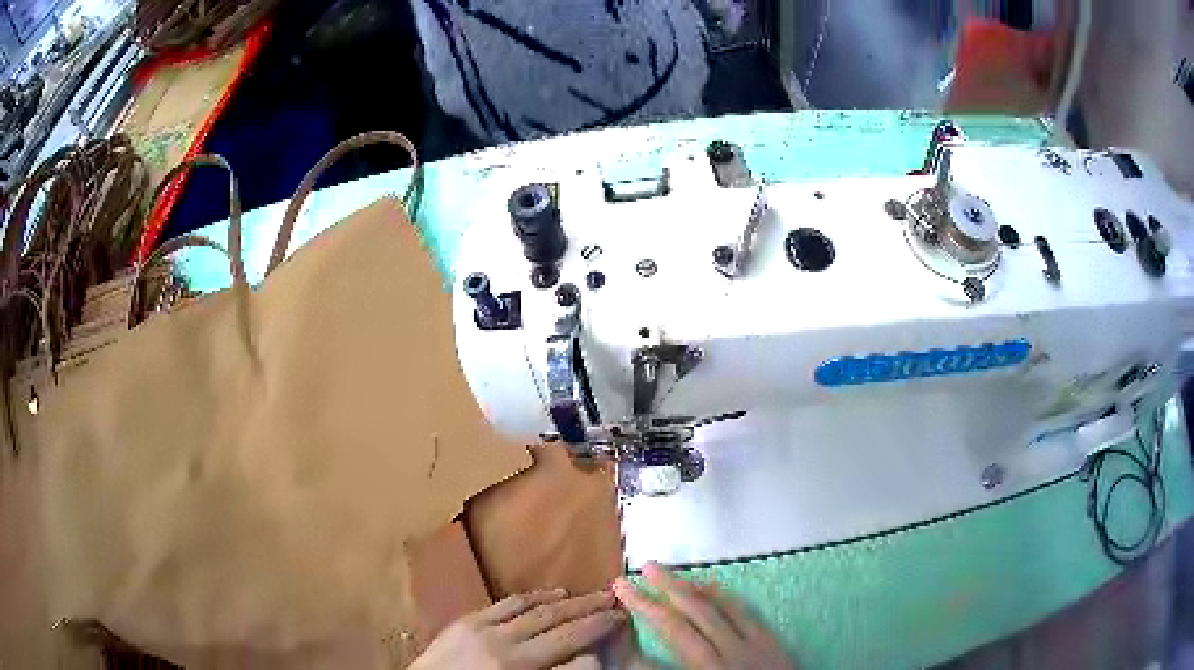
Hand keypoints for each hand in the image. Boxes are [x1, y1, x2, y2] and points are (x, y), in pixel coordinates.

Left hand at [410, 589, 625, 669]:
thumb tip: (587, 659)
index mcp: (516, 668)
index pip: (570, 643)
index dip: (599, 629)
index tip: (622, 618)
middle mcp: (502, 644)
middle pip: (556, 622)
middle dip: (589, 609)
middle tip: (615, 599)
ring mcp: (481, 629)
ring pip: (533, 608)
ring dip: (565, 600)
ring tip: (589, 594)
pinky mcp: (464, 621)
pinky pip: (504, 604)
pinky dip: (531, 597)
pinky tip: (548, 594)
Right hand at [613, 563, 794, 669]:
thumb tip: (638, 661)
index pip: (666, 641)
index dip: (641, 618)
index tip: (619, 597)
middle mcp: (727, 656)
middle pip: (686, 620)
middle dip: (655, 597)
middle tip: (630, 576)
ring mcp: (751, 645)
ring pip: (715, 609)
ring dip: (686, 588)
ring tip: (661, 571)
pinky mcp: (770, 640)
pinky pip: (744, 611)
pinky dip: (723, 595)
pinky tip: (710, 585)